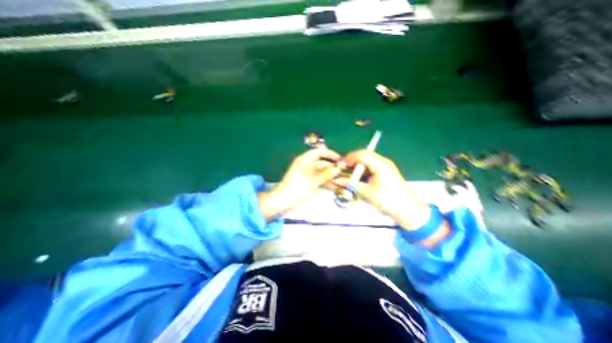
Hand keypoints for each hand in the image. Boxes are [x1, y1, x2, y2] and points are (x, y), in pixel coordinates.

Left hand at [258, 148, 341, 219]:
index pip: (319, 152)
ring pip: (320, 172)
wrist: (283, 201)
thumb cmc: (297, 189)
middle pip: (321, 163)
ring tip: (340, 181)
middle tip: (343, 172)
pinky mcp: (306, 182)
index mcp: (304, 160)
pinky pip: (318, 179)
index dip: (329, 154)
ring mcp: (306, 174)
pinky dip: (324, 182)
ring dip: (329, 176)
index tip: (339, 159)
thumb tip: (337, 169)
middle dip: (331, 168)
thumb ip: (326, 174)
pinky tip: (333, 186)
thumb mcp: (313, 181)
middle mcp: (305, 165)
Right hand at [339, 150, 429, 229]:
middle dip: (352, 161)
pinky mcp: (385, 172)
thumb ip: (351, 184)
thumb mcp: (367, 193)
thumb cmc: (388, 201)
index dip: (349, 158)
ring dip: (357, 166)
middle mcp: (383, 162)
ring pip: (367, 160)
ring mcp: (385, 166)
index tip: (340, 165)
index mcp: (380, 164)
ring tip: (349, 174)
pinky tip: (358, 178)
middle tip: (343, 169)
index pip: (362, 154)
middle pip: (364, 155)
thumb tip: (338, 180)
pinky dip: (363, 170)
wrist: (408, 210)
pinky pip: (371, 166)